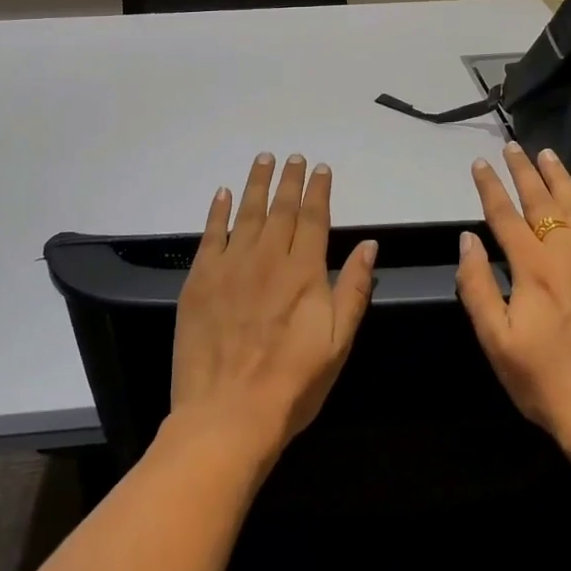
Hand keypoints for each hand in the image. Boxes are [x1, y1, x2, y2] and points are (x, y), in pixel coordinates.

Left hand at [170, 153, 378, 465]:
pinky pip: (210, 234)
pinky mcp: (200, 280)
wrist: (228, 414)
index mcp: (304, 272)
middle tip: (292, 156)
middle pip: (281, 208)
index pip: (314, 219)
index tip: (320, 168)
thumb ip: (354, 289)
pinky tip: (223, 193)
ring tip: (262, 160)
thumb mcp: (338, 342)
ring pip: (247, 213)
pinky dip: (218, 211)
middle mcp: (269, 258)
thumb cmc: (293, 383)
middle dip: (289, 179)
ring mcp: (231, 266)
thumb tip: (370, 246)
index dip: (317, 191)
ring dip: (256, 184)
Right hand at [454, 143, 570, 458]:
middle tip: (513, 146)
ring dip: (562, 180)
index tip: (480, 163)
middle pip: (542, 203)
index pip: (505, 216)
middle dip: (524, 172)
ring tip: (549, 155)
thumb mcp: (495, 340)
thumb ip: (478, 286)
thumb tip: (468, 240)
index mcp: (533, 269)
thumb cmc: (543, 382)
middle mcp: (568, 256)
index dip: (490, 188)